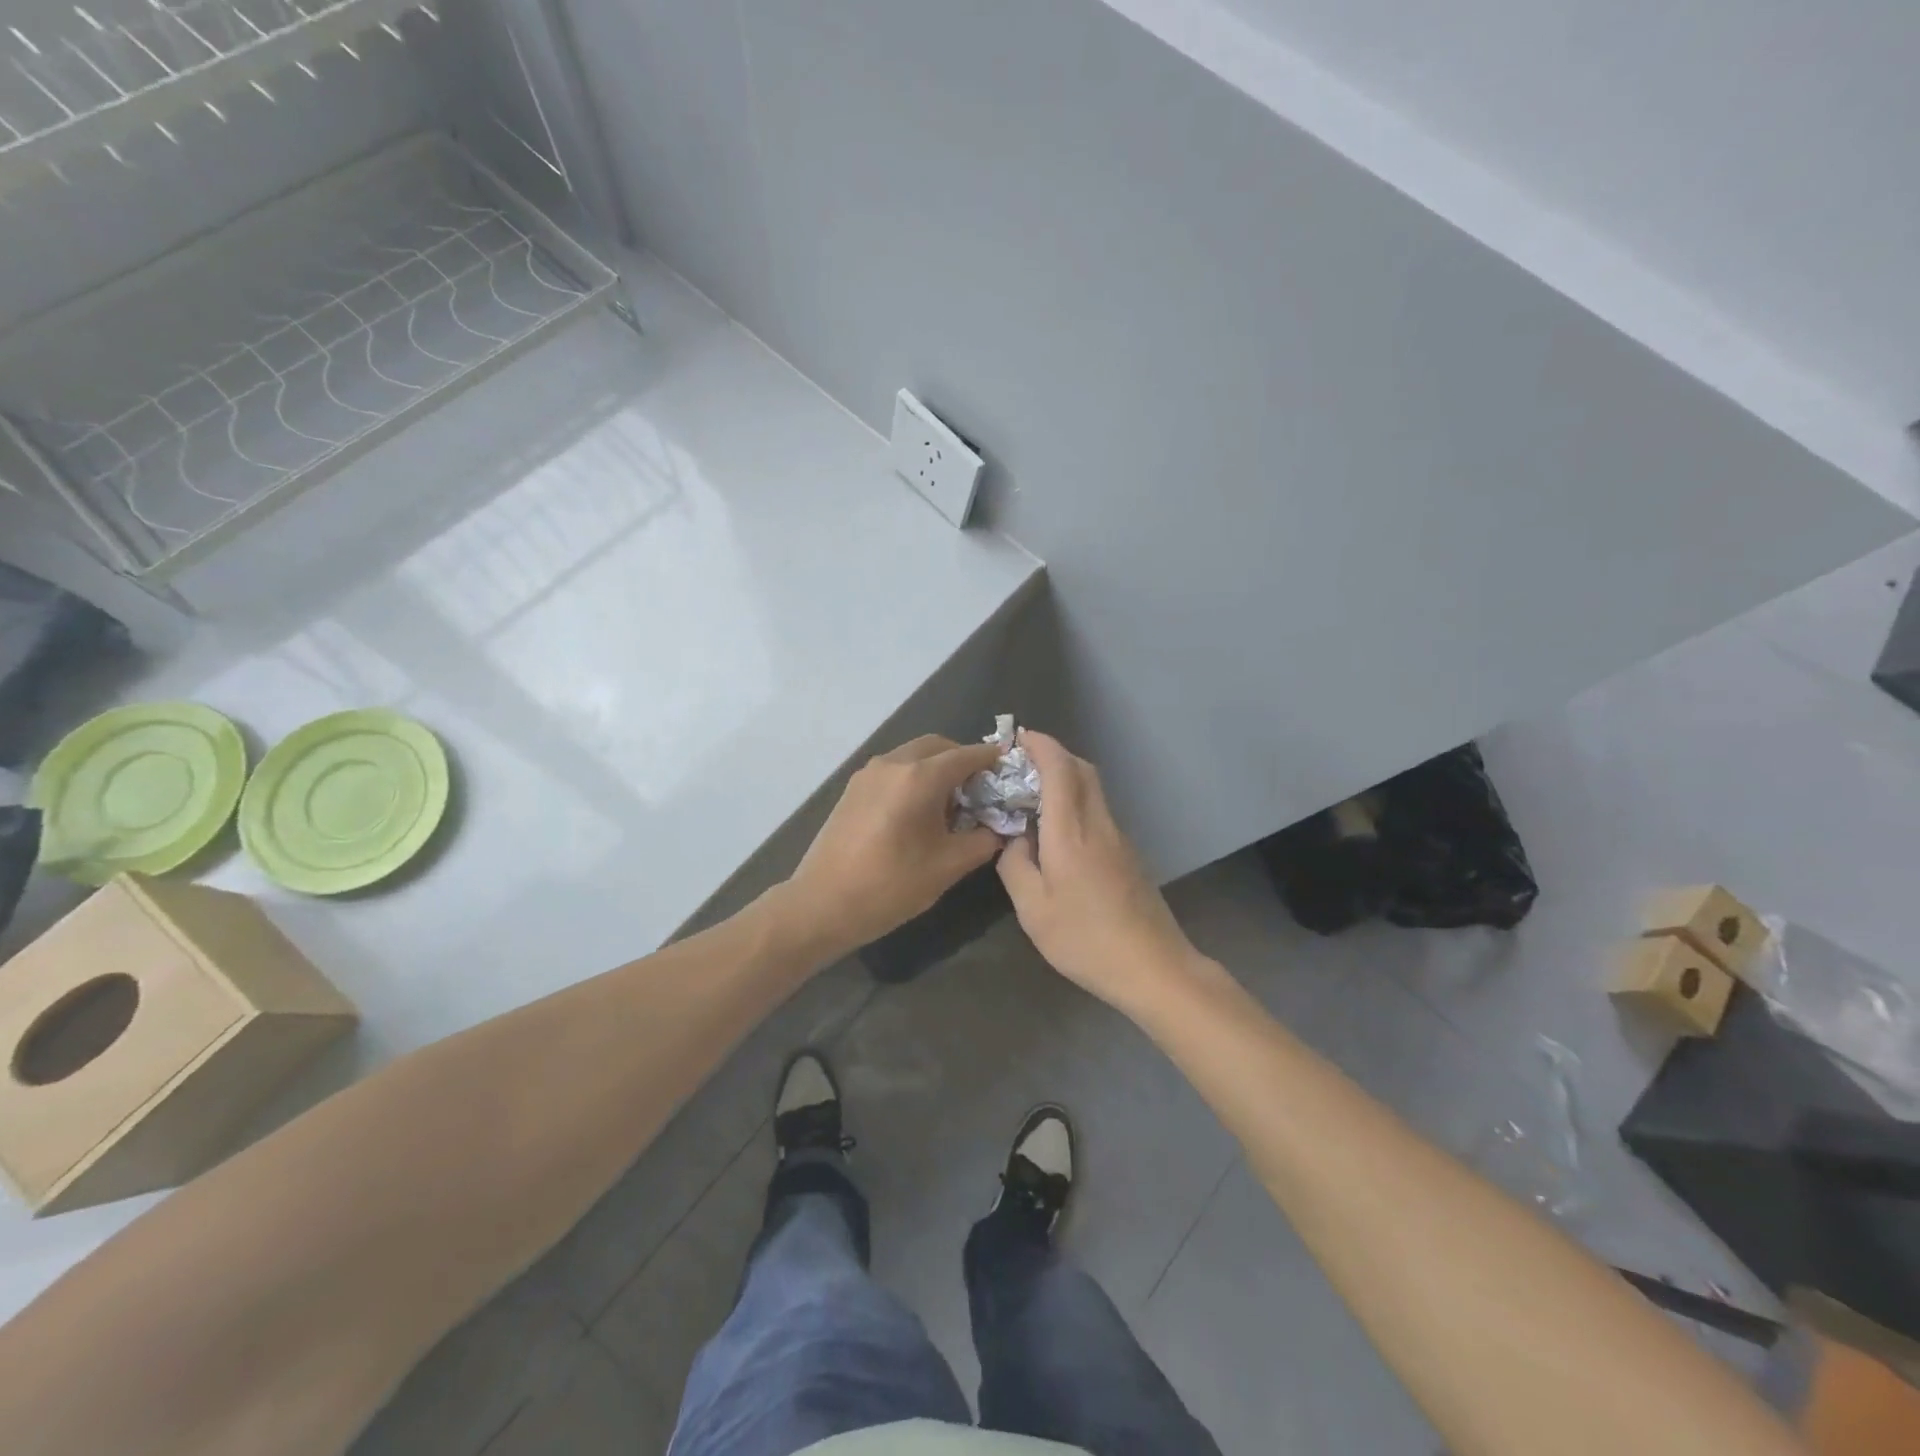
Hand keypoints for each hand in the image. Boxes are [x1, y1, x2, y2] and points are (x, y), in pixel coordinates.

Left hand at [783, 735, 1005, 955]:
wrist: (822, 904)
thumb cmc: (890, 886)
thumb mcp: (948, 866)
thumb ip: (982, 841)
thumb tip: (999, 828)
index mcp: (919, 777)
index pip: (966, 756)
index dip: (990, 759)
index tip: (1009, 766)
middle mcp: (893, 763)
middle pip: (937, 746)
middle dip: (962, 759)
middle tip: (981, 788)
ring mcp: (868, 774)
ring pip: (913, 755)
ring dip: (936, 767)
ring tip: (951, 802)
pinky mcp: (853, 788)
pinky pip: (894, 769)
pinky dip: (914, 776)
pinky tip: (919, 810)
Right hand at [996, 731, 1200, 1009]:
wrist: (1152, 966)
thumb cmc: (1085, 939)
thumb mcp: (1033, 909)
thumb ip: (1015, 866)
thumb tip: (1014, 839)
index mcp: (1071, 831)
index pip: (1059, 768)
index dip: (1040, 745)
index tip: (1018, 738)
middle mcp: (1099, 824)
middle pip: (1082, 770)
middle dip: (1053, 755)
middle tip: (1022, 765)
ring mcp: (1119, 838)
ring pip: (1093, 789)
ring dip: (1065, 778)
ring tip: (1033, 796)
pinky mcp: (1128, 855)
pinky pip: (1098, 811)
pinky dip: (1076, 801)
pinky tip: (1057, 832)